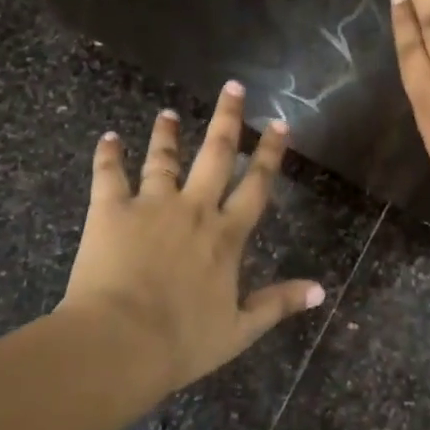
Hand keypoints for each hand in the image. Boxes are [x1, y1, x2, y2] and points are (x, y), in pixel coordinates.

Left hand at [58, 81, 326, 393]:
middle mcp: (193, 210)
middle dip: (227, 120)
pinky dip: (108, 155)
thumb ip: (278, 304)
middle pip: (215, 155)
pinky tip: (108, 138)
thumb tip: (321, 290)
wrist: (120, 342)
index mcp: (226, 236)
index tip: (279, 125)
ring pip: (163, 160)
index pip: (256, 187)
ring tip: (167, 114)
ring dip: (167, 135)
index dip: (270, 155)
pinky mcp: (110, 211)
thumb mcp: (239, 330)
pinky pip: (109, 175)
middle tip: (233, 87)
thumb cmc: (182, 341)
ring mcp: (151, 206)